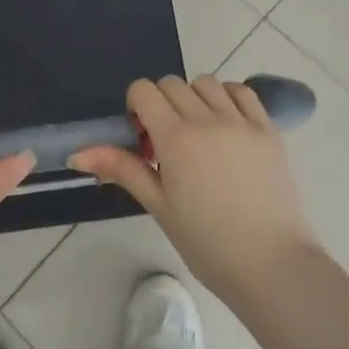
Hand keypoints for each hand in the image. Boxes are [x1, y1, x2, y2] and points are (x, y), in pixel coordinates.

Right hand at [72, 75, 321, 307]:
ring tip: (200, 134)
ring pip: (206, 83)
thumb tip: (76, 153)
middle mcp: (207, 119)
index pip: (144, 90)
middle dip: (162, 103)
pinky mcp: (268, 129)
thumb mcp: (159, 206)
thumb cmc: (207, 243)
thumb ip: (122, 169)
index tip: (143, 138)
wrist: (271, 265)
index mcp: (176, 138)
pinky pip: (242, 93)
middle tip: (168, 142)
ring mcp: (242, 122)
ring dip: (194, 98)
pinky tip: (226, 126)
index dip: (136, 107)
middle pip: (172, 83)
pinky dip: (228, 98)